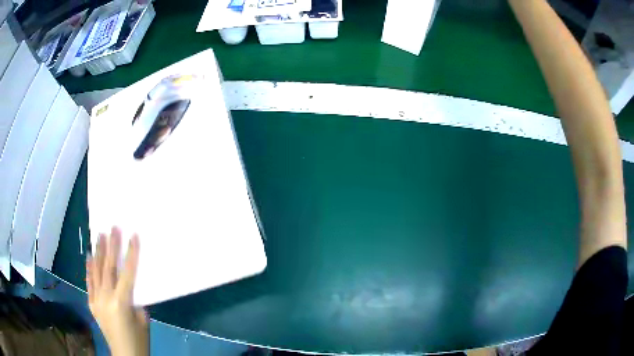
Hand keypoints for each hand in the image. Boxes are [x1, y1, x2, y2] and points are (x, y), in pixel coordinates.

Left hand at [86, 227, 148, 355]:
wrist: (125, 354)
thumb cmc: (139, 339)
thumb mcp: (143, 319)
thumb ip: (135, 299)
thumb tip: (130, 285)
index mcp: (121, 302)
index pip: (127, 273)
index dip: (131, 254)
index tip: (133, 236)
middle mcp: (106, 297)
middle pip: (108, 268)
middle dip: (111, 246)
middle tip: (112, 228)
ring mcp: (96, 300)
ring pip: (96, 272)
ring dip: (98, 253)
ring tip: (99, 236)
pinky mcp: (91, 303)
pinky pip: (89, 283)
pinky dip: (89, 269)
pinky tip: (89, 257)